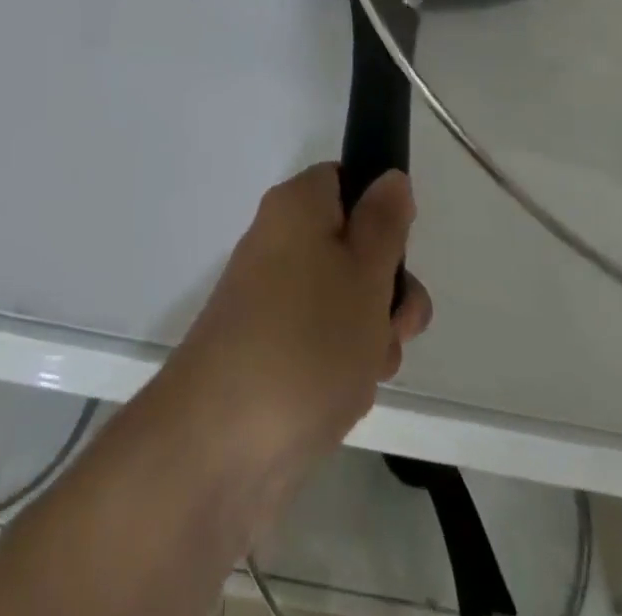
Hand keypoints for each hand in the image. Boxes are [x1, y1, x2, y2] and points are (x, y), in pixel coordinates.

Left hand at [161, 165, 431, 498]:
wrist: (222, 444)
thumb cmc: (307, 339)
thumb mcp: (366, 272)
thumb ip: (385, 222)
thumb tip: (388, 177)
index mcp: (295, 208)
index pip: (344, 180)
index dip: (379, 210)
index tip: (398, 249)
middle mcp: (279, 244)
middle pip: (352, 248)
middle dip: (386, 289)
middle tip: (392, 321)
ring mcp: (273, 301)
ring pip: (346, 303)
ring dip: (371, 335)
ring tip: (363, 369)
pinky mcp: (271, 352)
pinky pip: (324, 343)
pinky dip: (344, 366)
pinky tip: (344, 398)